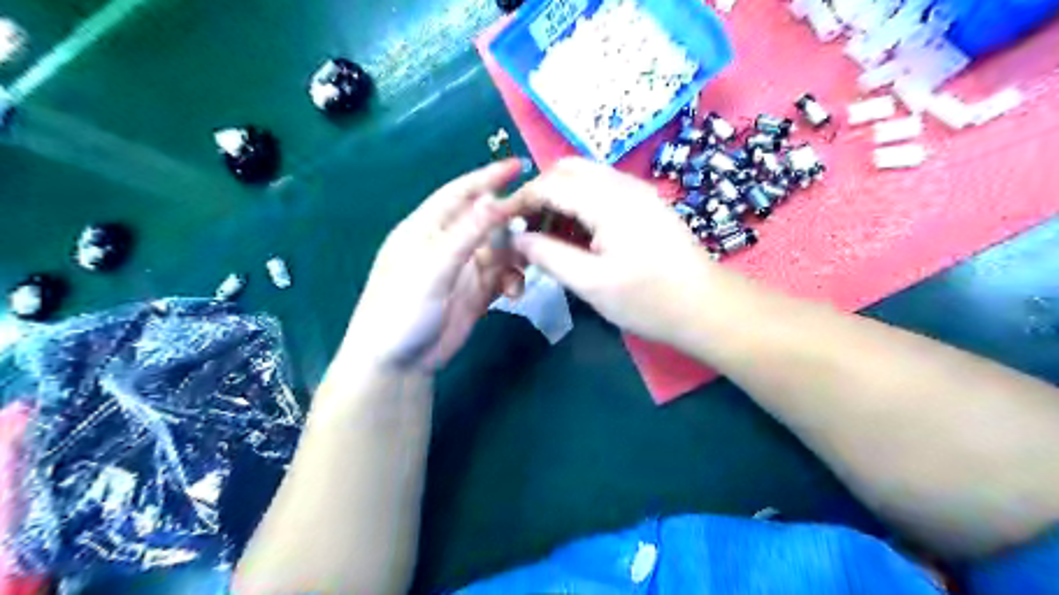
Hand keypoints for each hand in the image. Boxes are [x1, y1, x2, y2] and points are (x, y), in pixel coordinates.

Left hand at [343, 157, 528, 372]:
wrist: (398, 363)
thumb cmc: (402, 310)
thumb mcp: (432, 269)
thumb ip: (465, 235)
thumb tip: (494, 199)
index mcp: (426, 229)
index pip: (459, 194)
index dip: (487, 178)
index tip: (519, 165)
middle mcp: (447, 244)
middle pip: (485, 221)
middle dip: (511, 219)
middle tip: (540, 219)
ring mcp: (463, 270)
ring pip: (499, 249)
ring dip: (515, 255)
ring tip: (526, 264)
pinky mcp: (476, 293)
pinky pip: (502, 277)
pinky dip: (512, 279)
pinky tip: (514, 292)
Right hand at [506, 157, 720, 347]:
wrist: (706, 307)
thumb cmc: (648, 300)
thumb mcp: (591, 283)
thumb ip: (548, 255)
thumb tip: (517, 238)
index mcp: (608, 200)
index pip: (550, 183)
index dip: (521, 200)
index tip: (502, 223)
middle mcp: (623, 184)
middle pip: (567, 170)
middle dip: (540, 193)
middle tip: (526, 228)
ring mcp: (638, 192)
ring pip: (585, 178)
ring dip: (560, 198)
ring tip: (547, 235)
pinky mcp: (645, 204)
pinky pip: (602, 191)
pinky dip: (580, 205)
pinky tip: (576, 236)